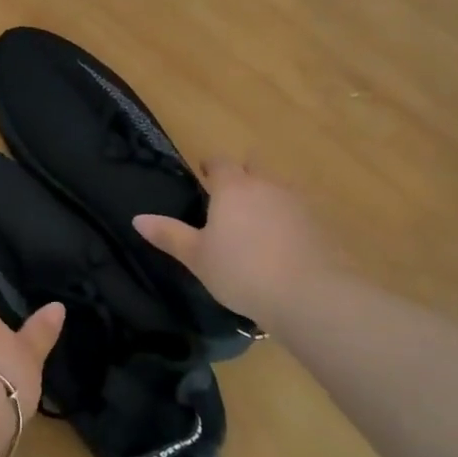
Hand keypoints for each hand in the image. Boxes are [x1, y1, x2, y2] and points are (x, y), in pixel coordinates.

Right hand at [132, 158, 335, 321]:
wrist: (309, 294)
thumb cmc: (241, 272)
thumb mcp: (197, 257)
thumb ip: (169, 235)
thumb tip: (137, 218)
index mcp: (233, 188)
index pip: (220, 162)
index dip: (210, 166)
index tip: (204, 176)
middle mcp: (266, 185)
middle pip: (253, 167)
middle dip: (242, 175)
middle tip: (229, 199)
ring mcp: (297, 202)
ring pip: (278, 188)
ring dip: (267, 197)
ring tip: (256, 224)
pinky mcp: (320, 224)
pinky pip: (298, 211)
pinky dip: (288, 219)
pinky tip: (283, 244)